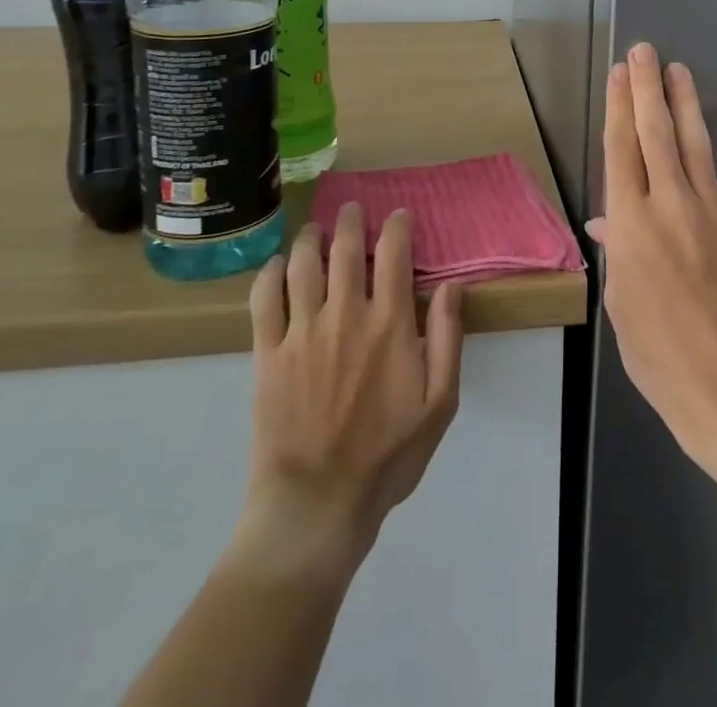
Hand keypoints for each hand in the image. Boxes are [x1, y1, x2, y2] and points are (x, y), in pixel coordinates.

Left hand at [231, 206, 463, 582]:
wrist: (315, 506)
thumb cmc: (386, 457)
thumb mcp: (440, 404)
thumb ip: (448, 338)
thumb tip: (453, 285)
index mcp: (389, 324)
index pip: (394, 254)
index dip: (396, 226)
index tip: (398, 215)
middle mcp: (345, 315)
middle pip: (345, 249)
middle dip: (350, 221)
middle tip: (351, 209)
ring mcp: (301, 332)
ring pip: (302, 264)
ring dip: (309, 238)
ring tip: (314, 230)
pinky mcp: (267, 354)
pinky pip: (263, 299)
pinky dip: (269, 273)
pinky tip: (276, 265)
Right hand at [589, 43, 716, 476]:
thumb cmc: (658, 353)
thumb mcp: (620, 303)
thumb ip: (617, 251)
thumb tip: (608, 220)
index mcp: (632, 223)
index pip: (622, 150)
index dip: (619, 107)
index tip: (619, 73)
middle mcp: (671, 205)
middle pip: (656, 135)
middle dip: (647, 89)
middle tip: (646, 52)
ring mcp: (716, 213)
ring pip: (698, 146)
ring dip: (687, 105)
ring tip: (679, 71)